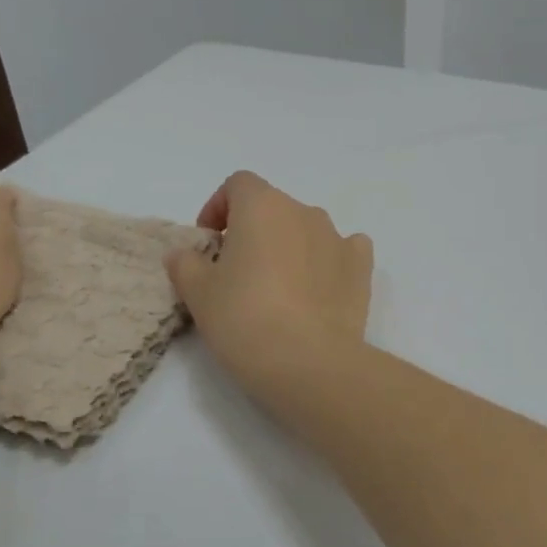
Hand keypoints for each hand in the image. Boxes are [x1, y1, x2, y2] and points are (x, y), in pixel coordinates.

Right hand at [166, 171, 372, 393]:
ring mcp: (338, 238)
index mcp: (262, 206)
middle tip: (238, 273)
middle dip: (254, 232)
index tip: (209, 243)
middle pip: (274, 209)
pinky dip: (329, 261)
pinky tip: (318, 288)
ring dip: (290, 247)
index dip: (219, 207)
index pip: (238, 185)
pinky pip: (344, 251)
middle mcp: (304, 212)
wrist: (308, 362)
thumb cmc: (244, 319)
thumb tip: (185, 255)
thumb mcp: (198, 294)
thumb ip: (186, 264)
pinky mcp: (361, 269)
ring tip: (278, 288)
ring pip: (308, 230)